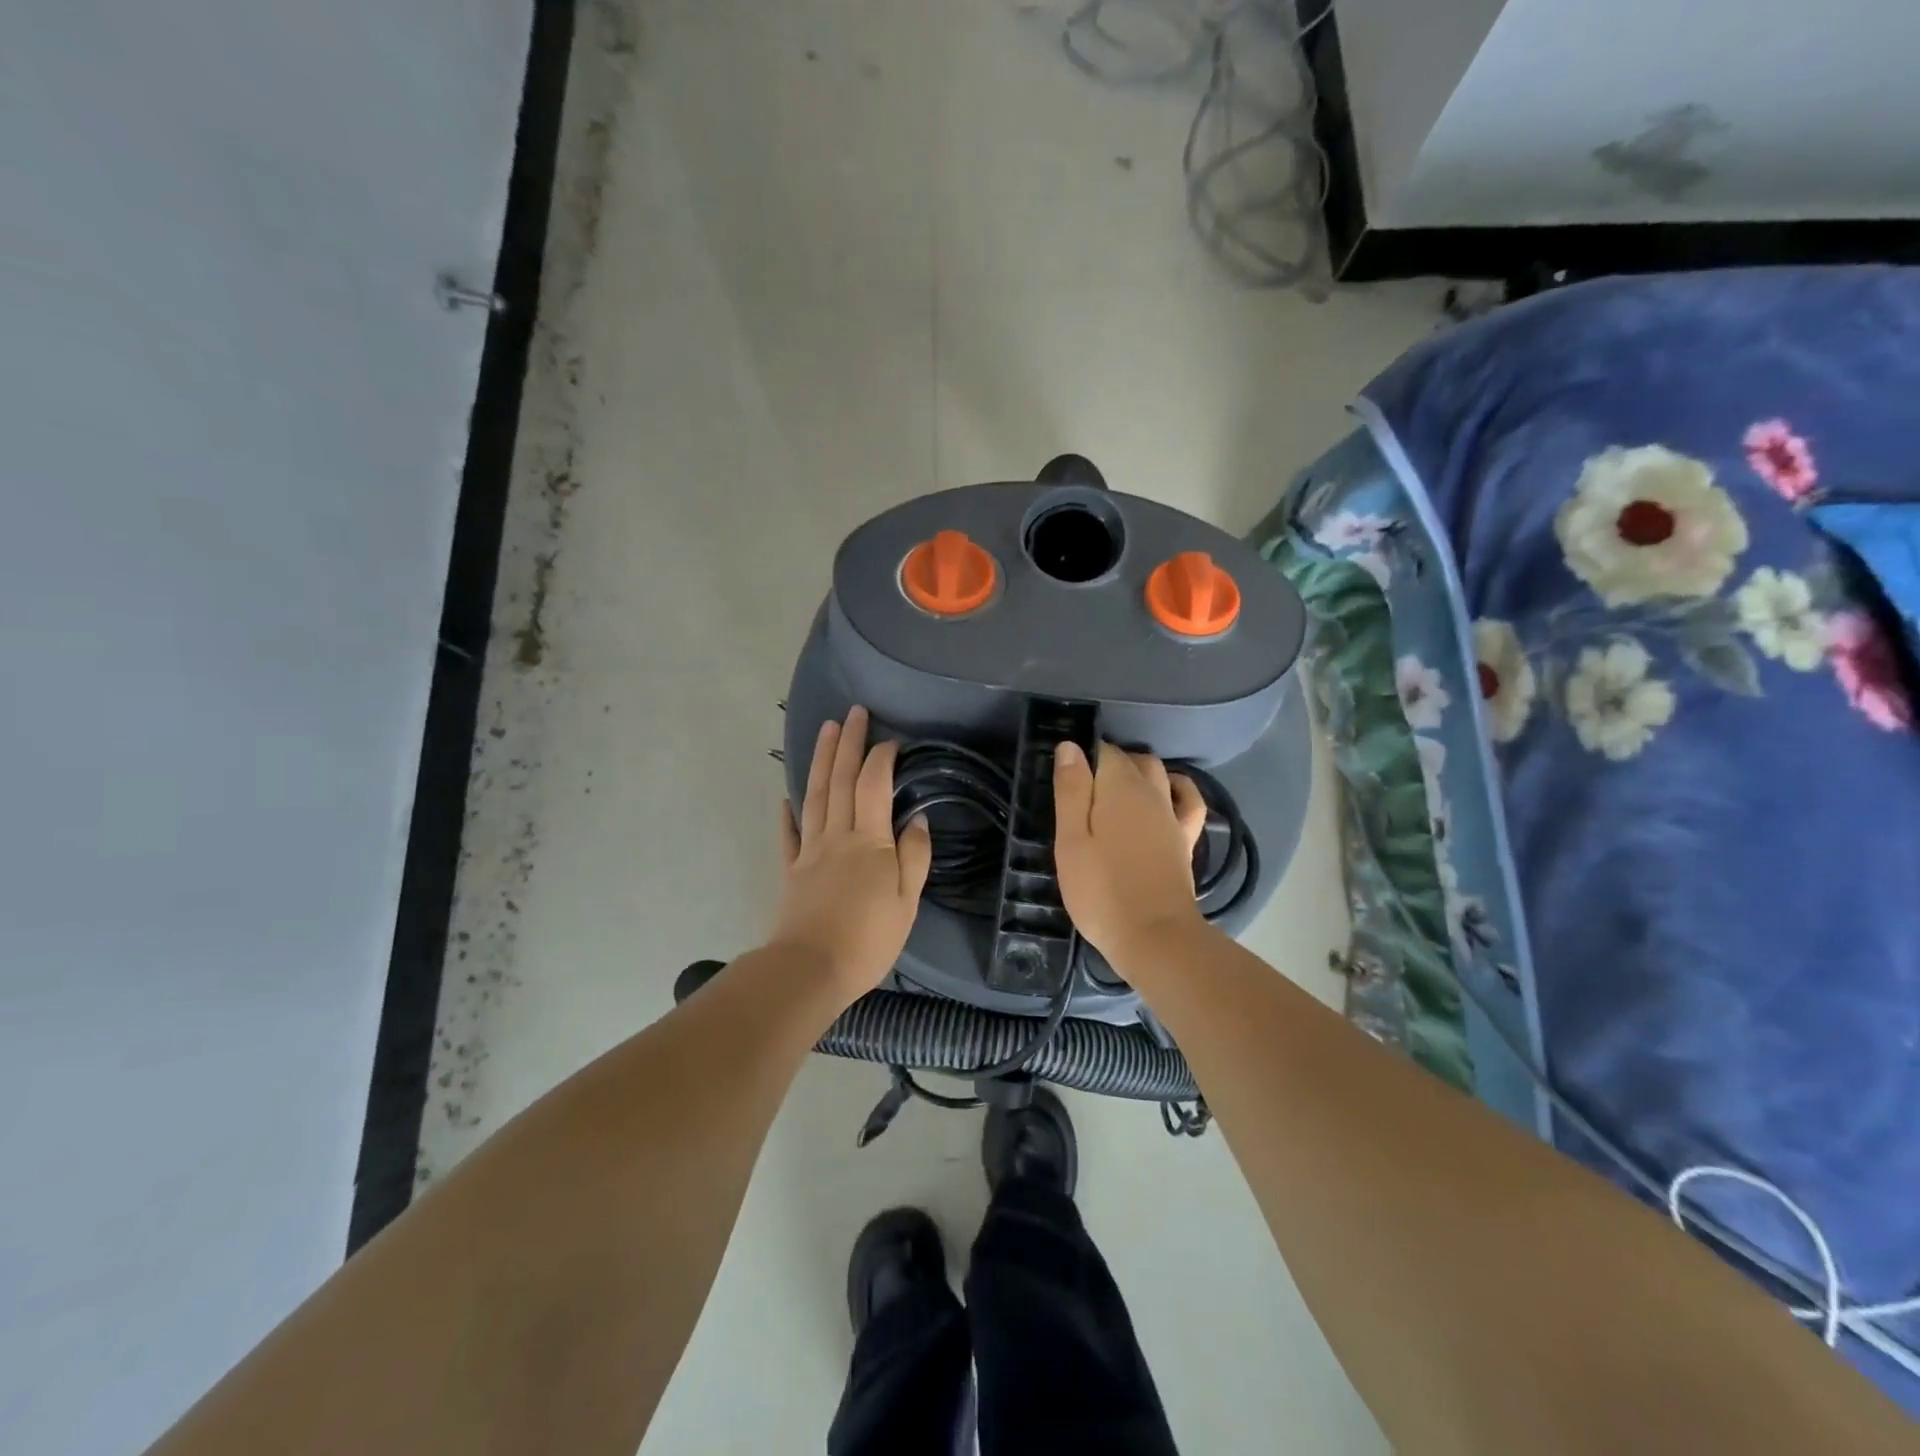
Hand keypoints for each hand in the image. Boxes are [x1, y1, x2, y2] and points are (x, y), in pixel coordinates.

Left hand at [770, 706, 931, 1000]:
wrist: (810, 970)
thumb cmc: (868, 939)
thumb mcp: (907, 902)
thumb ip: (914, 857)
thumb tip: (916, 819)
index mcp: (870, 842)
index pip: (874, 785)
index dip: (881, 758)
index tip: (891, 740)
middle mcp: (837, 836)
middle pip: (840, 780)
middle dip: (847, 743)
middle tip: (853, 712)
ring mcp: (810, 850)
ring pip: (815, 795)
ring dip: (820, 760)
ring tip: (825, 730)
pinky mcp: (791, 870)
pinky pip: (789, 834)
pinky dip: (788, 813)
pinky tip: (787, 797)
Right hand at [1053, 740, 1208, 960]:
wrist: (1153, 937)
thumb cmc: (1100, 891)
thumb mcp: (1071, 840)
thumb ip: (1071, 790)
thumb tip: (1070, 745)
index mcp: (1119, 788)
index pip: (1102, 751)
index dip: (1082, 756)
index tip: (1064, 776)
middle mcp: (1151, 792)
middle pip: (1131, 759)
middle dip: (1107, 761)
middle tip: (1081, 787)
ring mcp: (1172, 815)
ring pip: (1158, 773)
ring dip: (1138, 770)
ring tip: (1114, 788)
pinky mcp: (1186, 839)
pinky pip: (1188, 800)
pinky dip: (1177, 788)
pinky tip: (1167, 792)